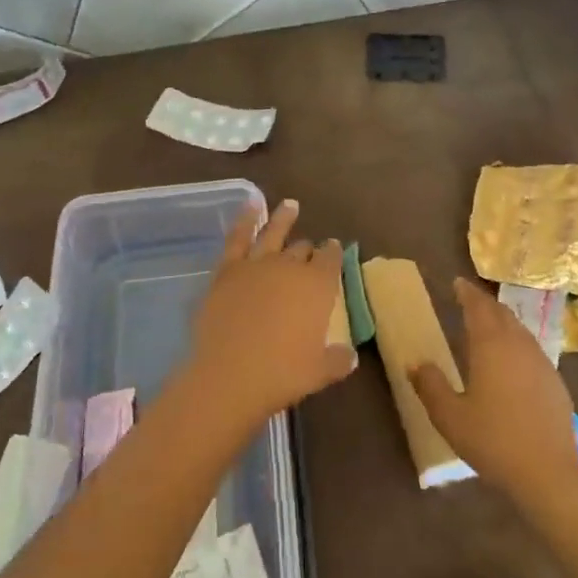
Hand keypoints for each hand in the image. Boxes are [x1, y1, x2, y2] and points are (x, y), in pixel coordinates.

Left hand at [184, 200, 356, 431]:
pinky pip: (239, 236)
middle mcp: (291, 267)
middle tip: (309, 249)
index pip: (332, 260)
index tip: (334, 249)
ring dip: (284, 218)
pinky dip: (246, 217)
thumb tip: (350, 355)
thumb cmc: (282, 375)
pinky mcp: (228, 269)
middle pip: (303, 250)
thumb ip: (337, 359)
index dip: (334, 253)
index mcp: (319, 287)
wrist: (230, 374)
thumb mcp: (319, 372)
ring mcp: (257, 264)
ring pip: (274, 232)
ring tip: (290, 205)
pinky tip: (252, 203)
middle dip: (308, 248)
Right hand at [411, 279, 577, 504]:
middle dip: (485, 304)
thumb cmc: (492, 441)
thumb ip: (430, 385)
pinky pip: (533, 351)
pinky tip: (513, 362)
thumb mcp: (449, 416)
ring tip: (489, 326)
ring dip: (503, 322)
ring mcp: (542, 363)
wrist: (547, 474)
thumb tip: (415, 363)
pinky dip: (518, 344)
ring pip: (520, 331)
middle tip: (469, 300)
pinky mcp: (556, 384)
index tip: (457, 283)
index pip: (478, 307)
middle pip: (502, 314)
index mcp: (491, 346)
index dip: (467, 293)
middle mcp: (518, 346)